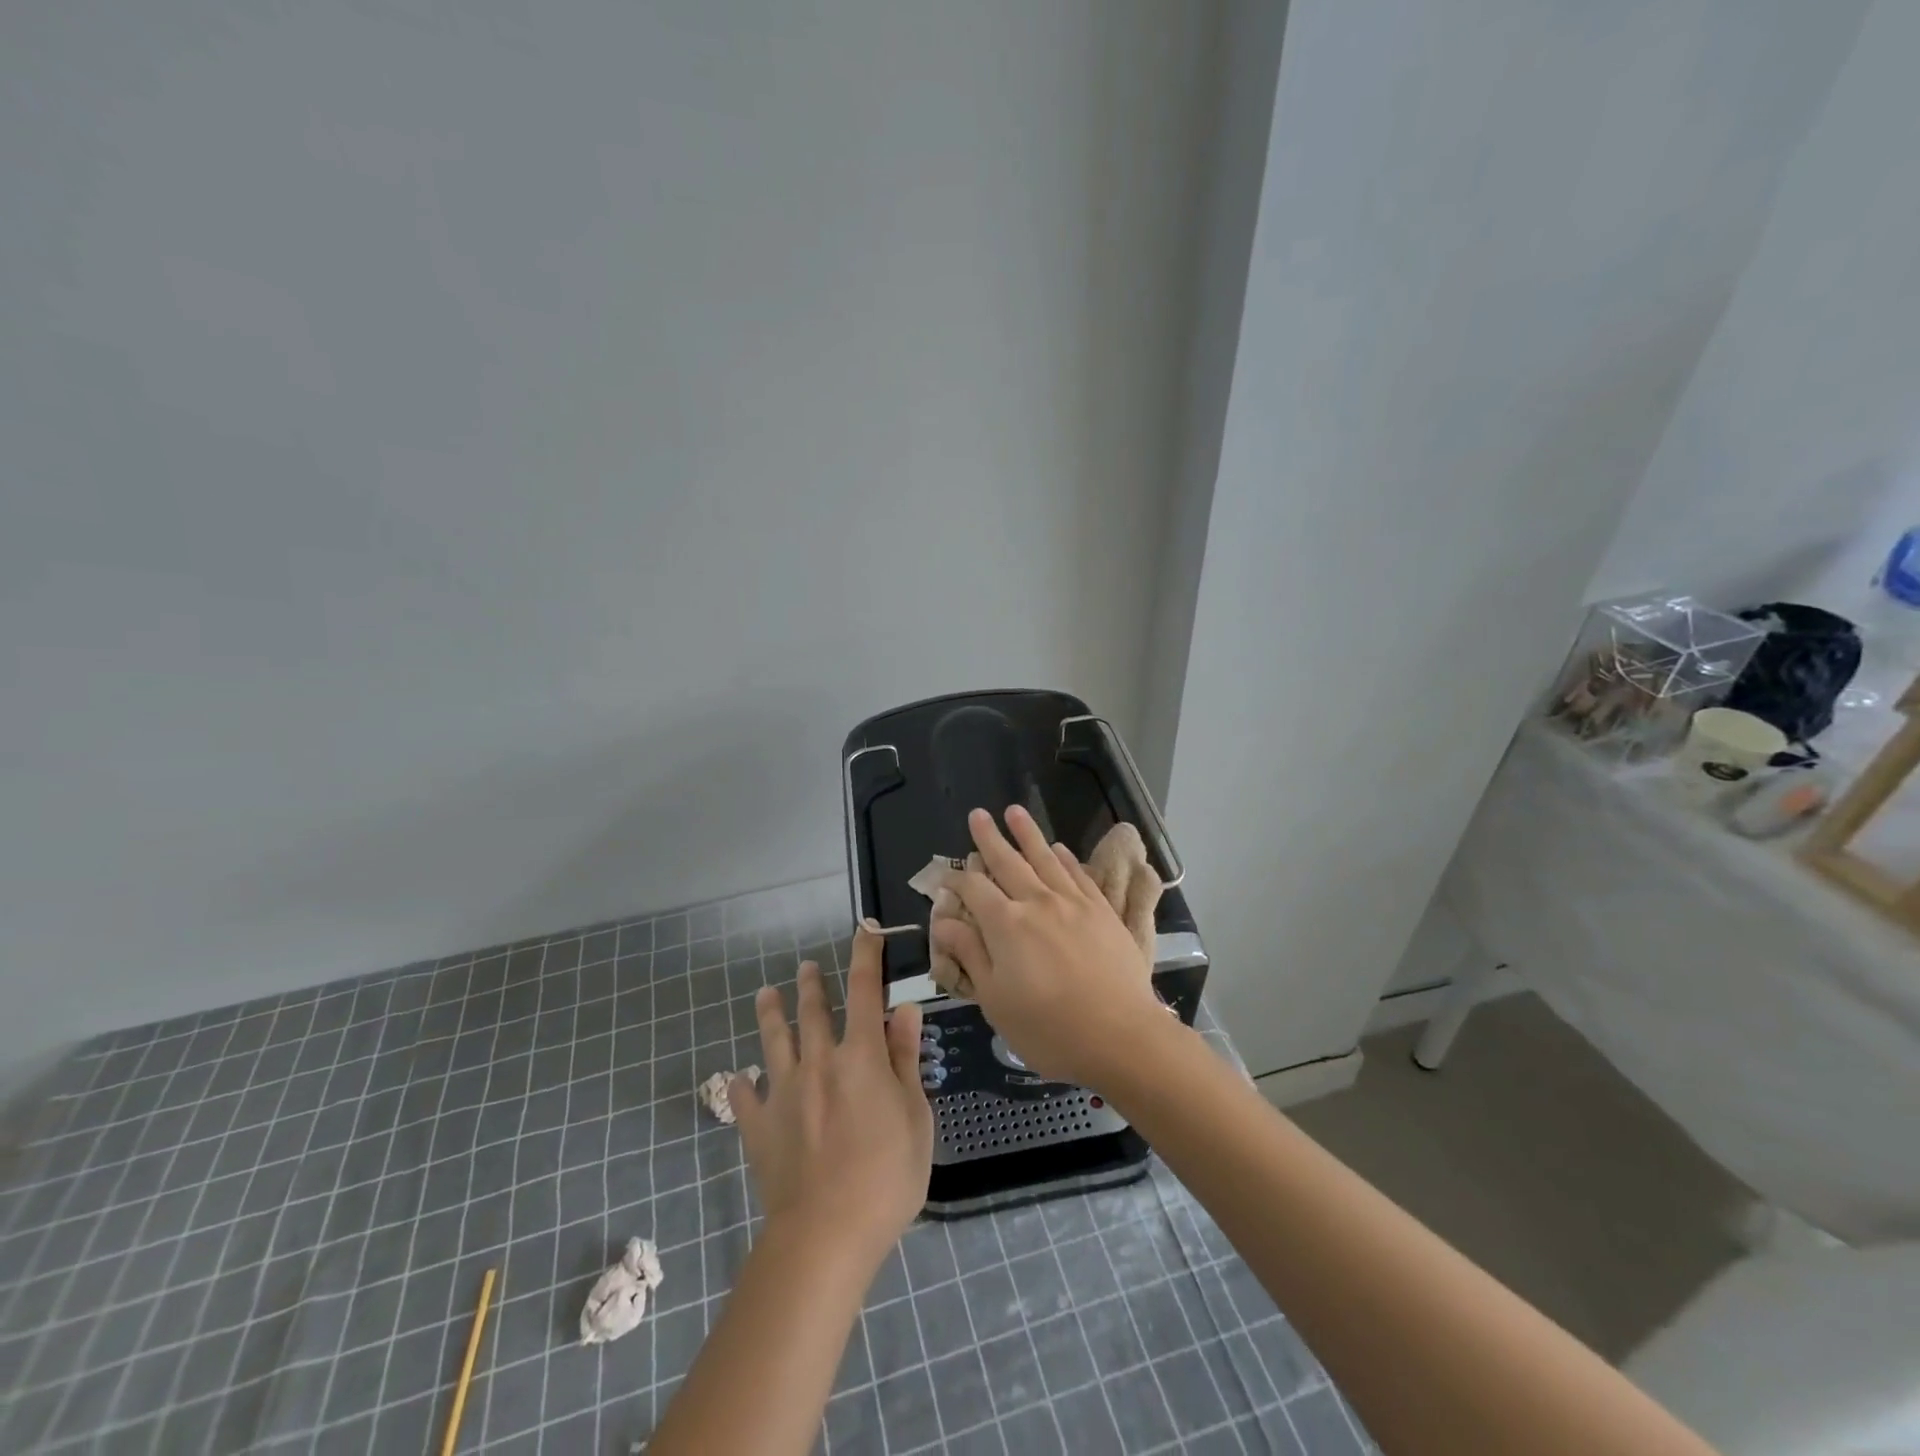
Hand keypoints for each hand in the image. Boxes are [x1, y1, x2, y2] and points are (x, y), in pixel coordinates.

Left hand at [729, 926, 933, 1266]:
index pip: (864, 992)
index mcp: (860, 1056)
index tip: (865, 932)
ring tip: (765, 994)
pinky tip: (735, 1079)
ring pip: (773, 1042)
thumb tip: (905, 1010)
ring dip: (770, 1014)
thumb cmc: (886, 1176)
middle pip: (813, 1011)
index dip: (865, 957)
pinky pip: (745, 1100)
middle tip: (808, 967)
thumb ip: (906, 1060)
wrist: (825, 1235)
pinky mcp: (759, 1128)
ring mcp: (783, 1094)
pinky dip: (740, 1086)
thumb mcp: (915, 1117)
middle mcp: (818, 1062)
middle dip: (813, 984)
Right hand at [931, 805, 1173, 1089]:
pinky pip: (1079, 874)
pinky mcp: (1102, 911)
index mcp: (1006, 924)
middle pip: (1008, 861)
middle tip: (978, 814)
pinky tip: (1059, 849)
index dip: (956, 879)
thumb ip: (970, 954)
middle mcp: (1037, 902)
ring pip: (1045, 858)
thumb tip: (944, 920)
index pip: (974, 889)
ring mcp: (1073, 903)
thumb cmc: (1048, 1028)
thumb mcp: (996, 1000)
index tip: (946, 877)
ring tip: (1014, 811)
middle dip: (989, 837)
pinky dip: (1065, 858)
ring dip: (1028, 833)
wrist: (1120, 1035)